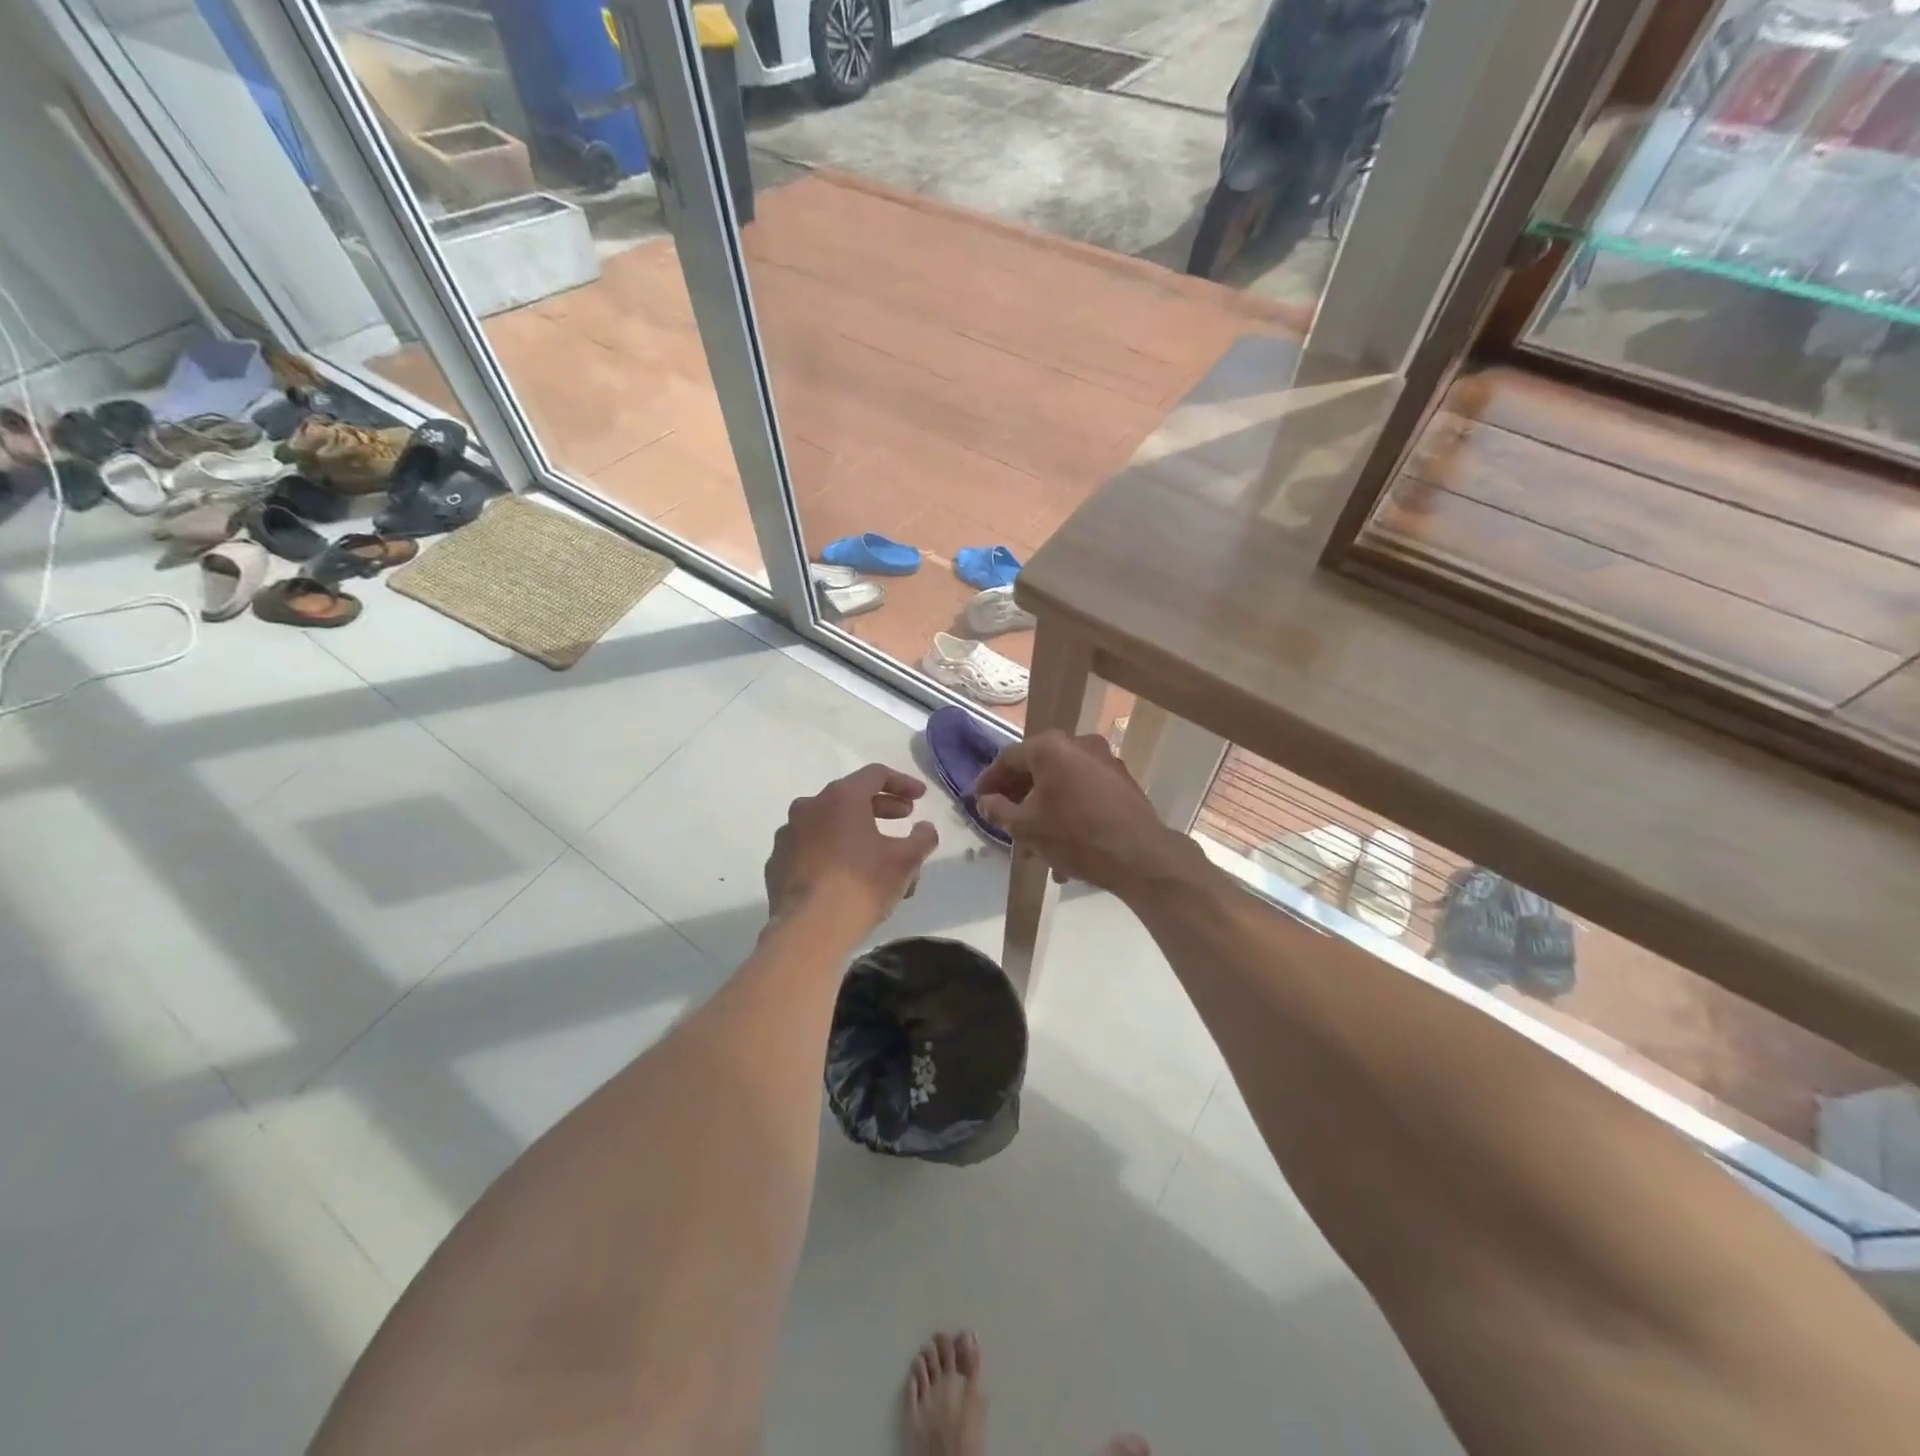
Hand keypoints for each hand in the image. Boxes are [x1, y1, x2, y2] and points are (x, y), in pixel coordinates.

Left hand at [764, 764, 939, 937]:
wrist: (809, 930)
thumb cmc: (862, 885)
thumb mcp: (906, 861)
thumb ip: (922, 838)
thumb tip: (925, 828)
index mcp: (841, 797)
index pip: (876, 774)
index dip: (902, 783)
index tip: (920, 798)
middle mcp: (809, 807)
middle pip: (850, 797)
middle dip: (881, 807)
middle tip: (903, 819)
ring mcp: (788, 835)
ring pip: (830, 824)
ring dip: (856, 832)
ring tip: (878, 855)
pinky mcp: (777, 863)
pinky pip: (811, 848)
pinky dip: (832, 852)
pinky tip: (846, 875)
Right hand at [975, 730, 1198, 896]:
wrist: (1139, 855)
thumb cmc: (1075, 836)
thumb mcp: (1026, 827)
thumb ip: (999, 811)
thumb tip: (986, 802)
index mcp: (1050, 747)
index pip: (1009, 758)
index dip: (990, 780)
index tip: (979, 800)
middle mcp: (1079, 743)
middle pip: (1038, 766)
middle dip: (1019, 794)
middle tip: (1004, 818)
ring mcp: (1105, 760)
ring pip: (1062, 781)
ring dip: (1044, 806)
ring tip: (1034, 840)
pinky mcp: (1122, 780)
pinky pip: (1084, 790)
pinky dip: (1069, 809)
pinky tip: (1063, 841)